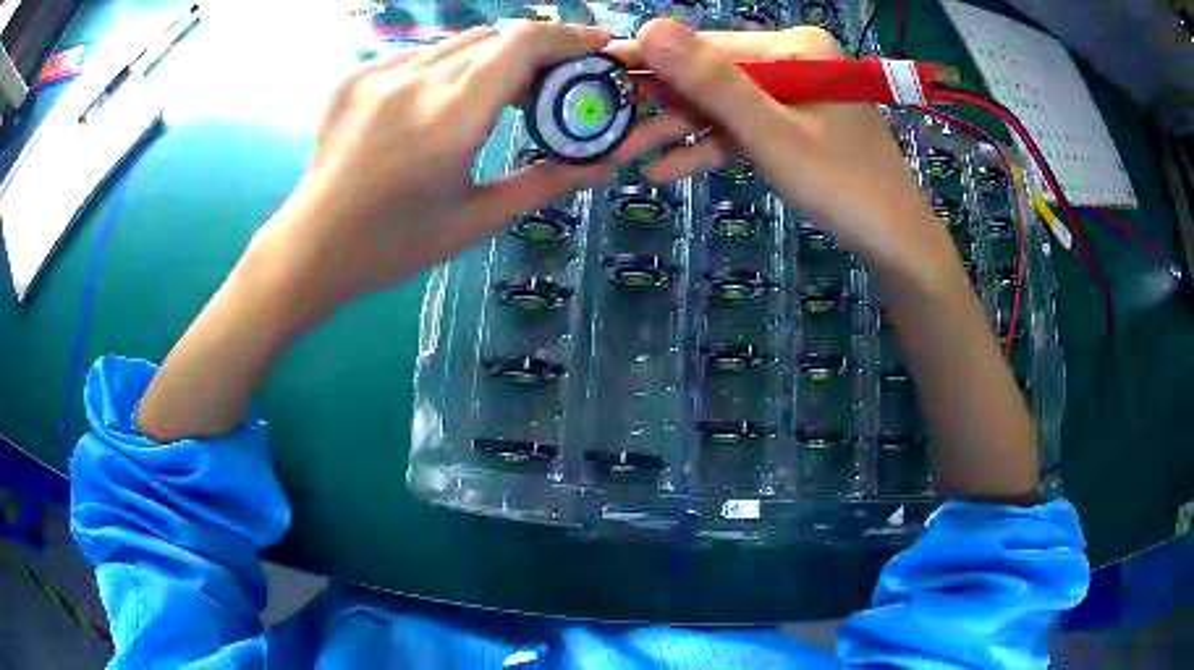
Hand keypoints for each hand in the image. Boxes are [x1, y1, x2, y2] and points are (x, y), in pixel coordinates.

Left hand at [254, 22, 614, 320]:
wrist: (311, 248)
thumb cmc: (394, 245)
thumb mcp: (476, 220)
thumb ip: (544, 182)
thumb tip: (604, 163)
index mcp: (448, 121)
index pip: (521, 45)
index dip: (568, 36)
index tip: (598, 43)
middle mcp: (413, 83)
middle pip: (495, 38)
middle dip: (533, 54)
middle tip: (546, 89)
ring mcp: (377, 74)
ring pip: (457, 43)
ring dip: (490, 60)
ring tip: (493, 98)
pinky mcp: (354, 77)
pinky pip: (419, 55)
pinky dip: (446, 68)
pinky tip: (436, 104)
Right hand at [611, 20, 959, 281]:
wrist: (895, 244)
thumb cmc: (843, 186)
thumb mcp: (772, 133)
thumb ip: (712, 82)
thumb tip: (648, 28)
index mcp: (795, 48)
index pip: (708, 45)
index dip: (651, 60)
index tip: (596, 71)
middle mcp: (793, 60)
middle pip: (713, 75)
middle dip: (661, 105)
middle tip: (604, 122)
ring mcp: (793, 94)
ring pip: (723, 105)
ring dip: (679, 131)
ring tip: (623, 155)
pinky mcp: (794, 125)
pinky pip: (744, 128)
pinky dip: (710, 148)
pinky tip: (666, 170)